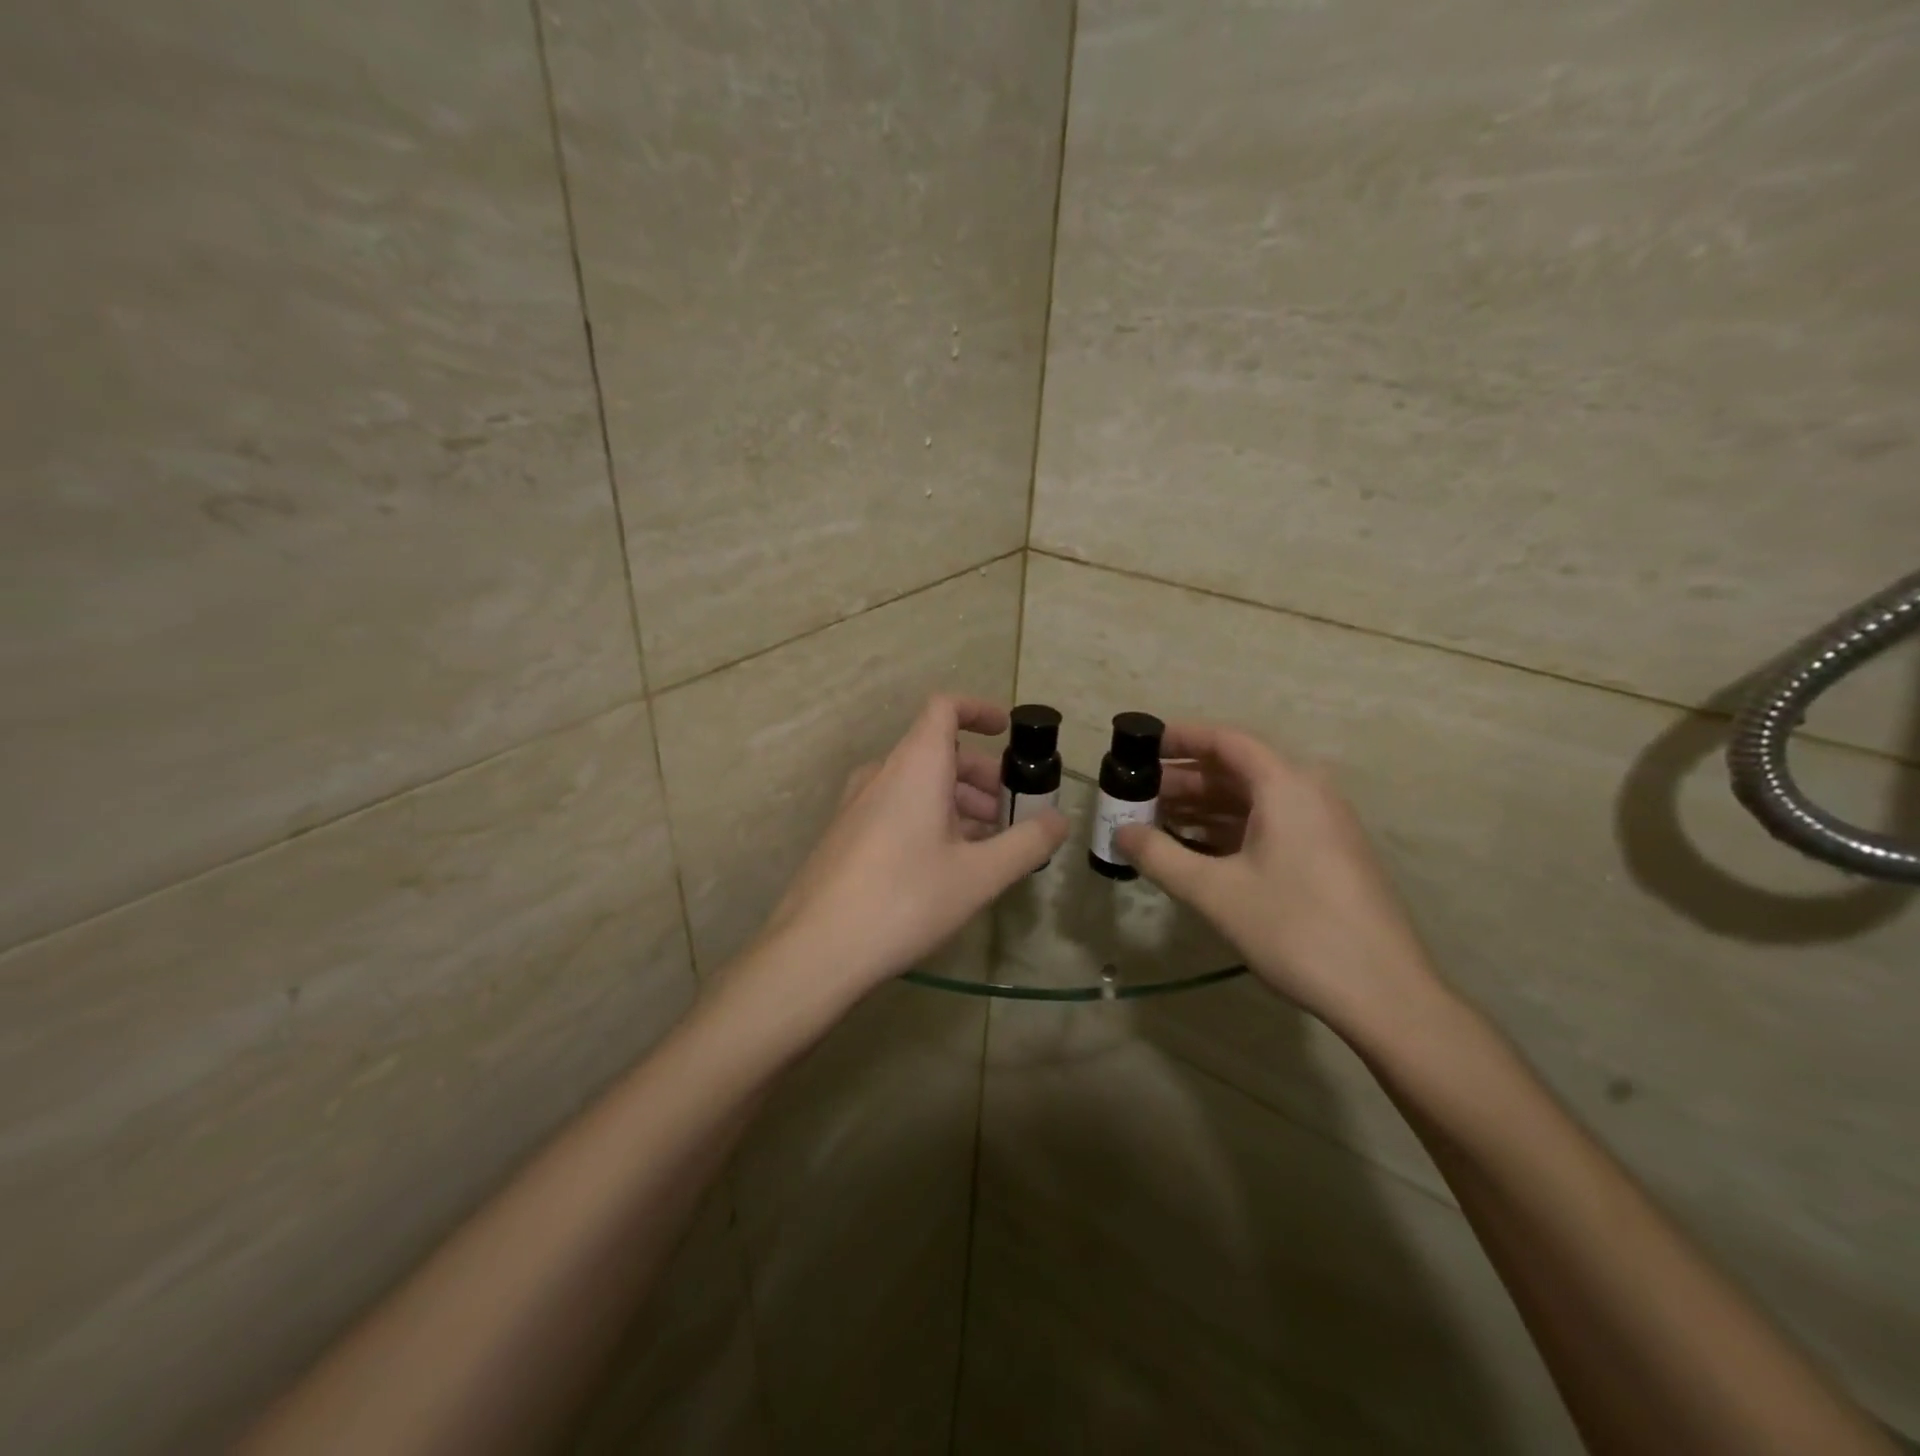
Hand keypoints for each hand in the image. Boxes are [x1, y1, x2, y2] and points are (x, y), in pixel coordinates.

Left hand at [754, 695, 1067, 1007]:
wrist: (816, 949)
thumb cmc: (905, 900)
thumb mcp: (979, 875)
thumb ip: (1026, 843)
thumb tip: (1060, 820)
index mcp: (915, 766)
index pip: (944, 708)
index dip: (979, 710)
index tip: (1007, 732)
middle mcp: (882, 774)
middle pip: (937, 751)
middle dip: (980, 775)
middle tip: (1010, 813)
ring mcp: (857, 804)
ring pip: (917, 783)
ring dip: (956, 801)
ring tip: (986, 845)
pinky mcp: (845, 834)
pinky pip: (896, 808)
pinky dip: (928, 818)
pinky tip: (945, 865)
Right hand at [1113, 722, 1444, 1036]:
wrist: (1384, 994)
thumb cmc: (1295, 928)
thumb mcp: (1215, 892)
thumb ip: (1159, 856)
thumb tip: (1119, 833)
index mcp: (1286, 786)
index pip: (1226, 742)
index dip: (1180, 738)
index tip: (1140, 746)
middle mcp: (1308, 794)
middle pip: (1237, 771)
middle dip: (1184, 780)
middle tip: (1136, 795)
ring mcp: (1322, 826)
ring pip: (1252, 801)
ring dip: (1203, 808)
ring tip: (1154, 822)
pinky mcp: (1326, 856)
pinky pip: (1268, 826)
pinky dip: (1228, 831)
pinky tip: (1194, 851)